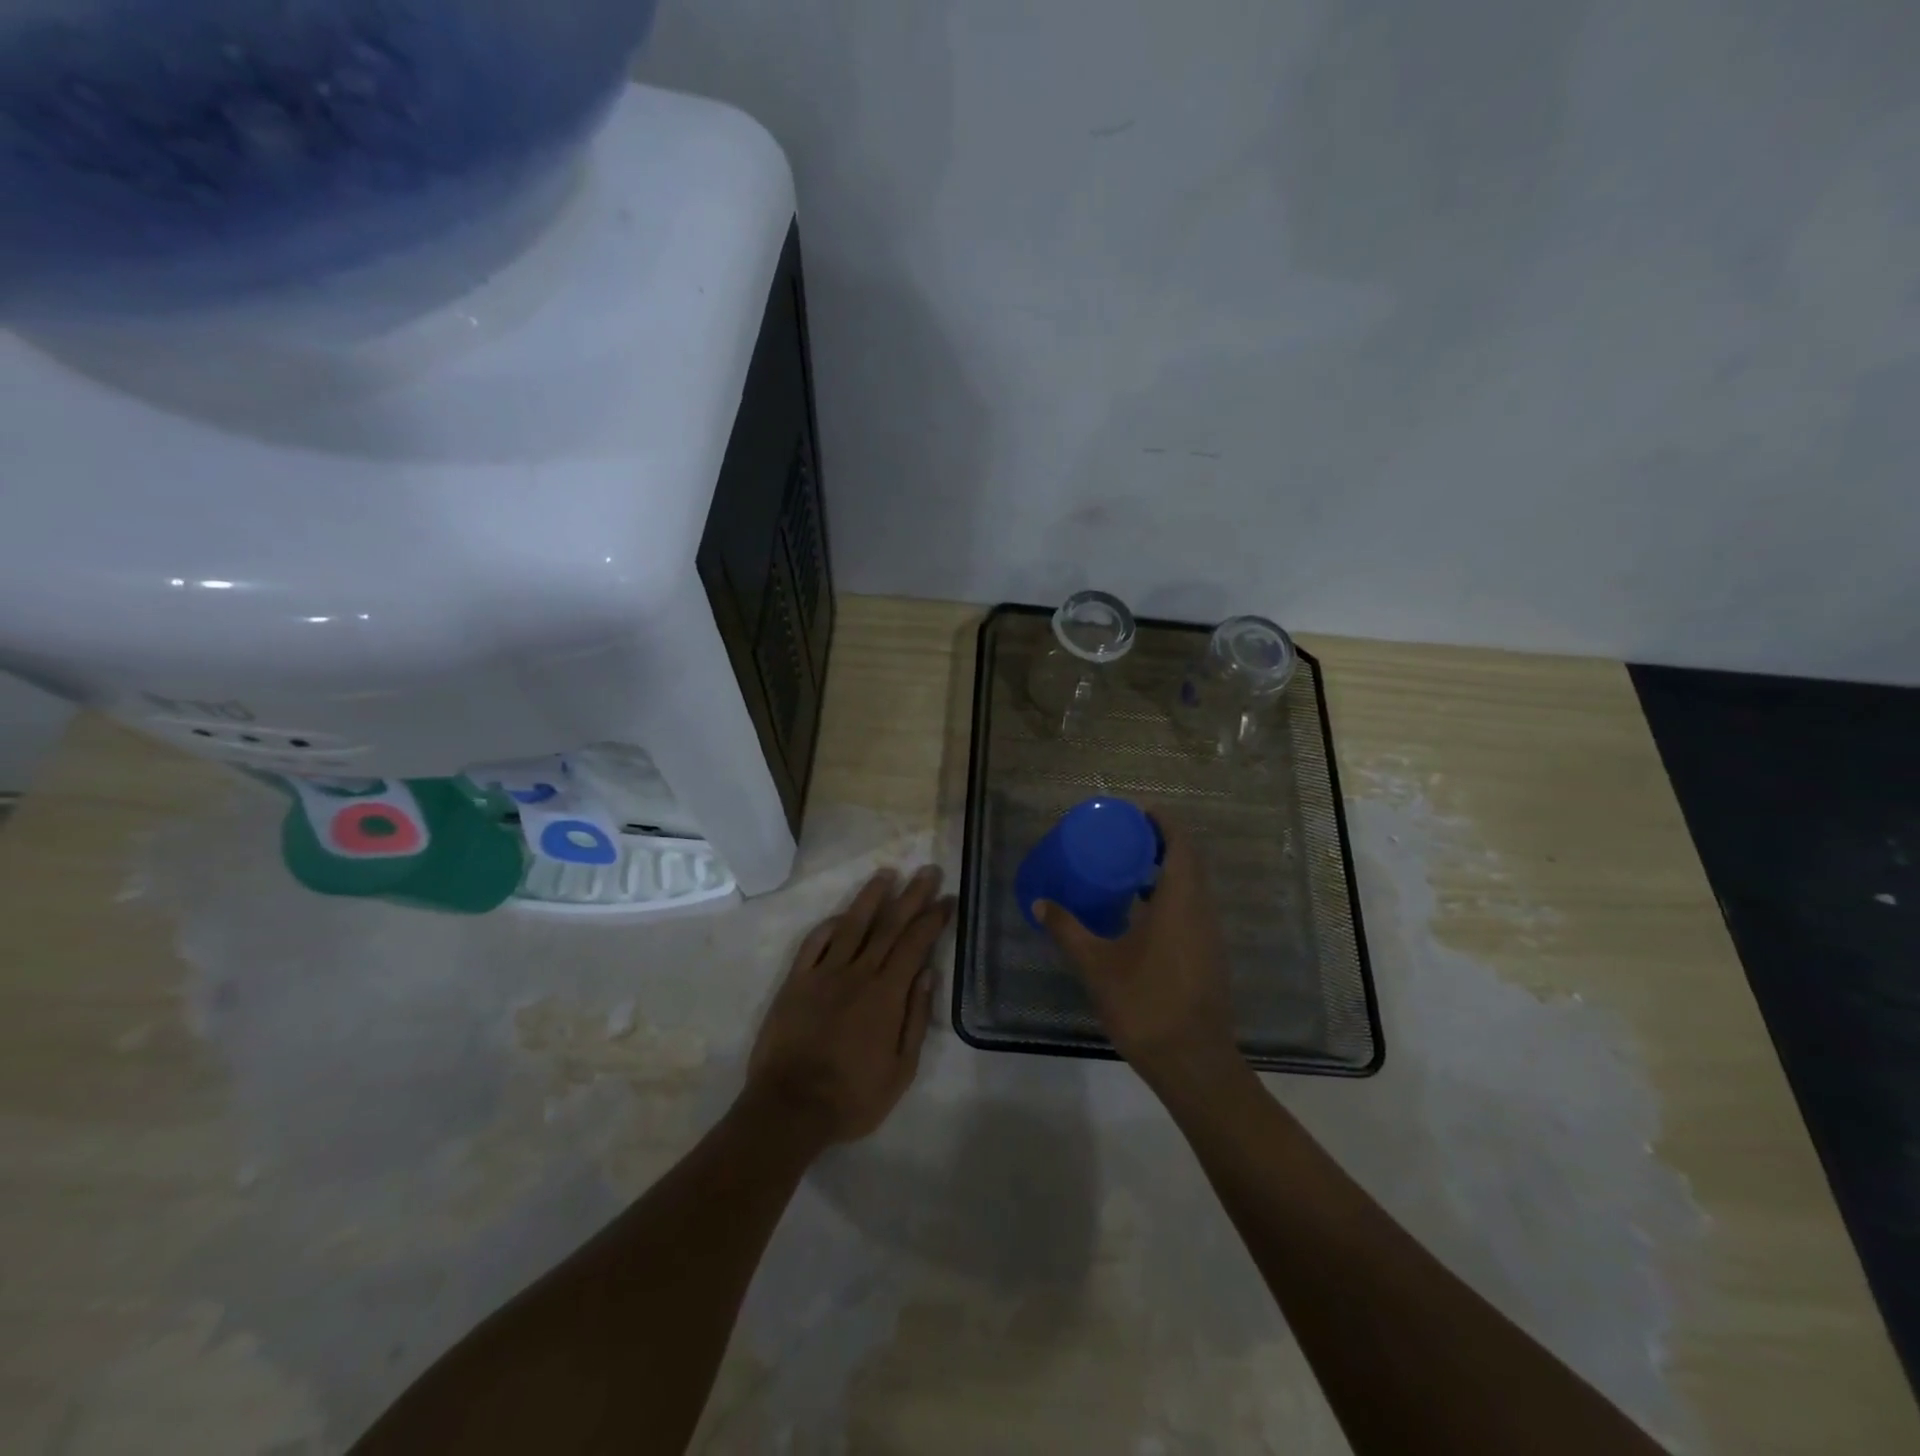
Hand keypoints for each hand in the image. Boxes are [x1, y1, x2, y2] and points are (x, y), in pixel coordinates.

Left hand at [744, 865, 953, 1147]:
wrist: (790, 1107)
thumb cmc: (852, 1097)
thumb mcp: (900, 1070)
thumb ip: (915, 1018)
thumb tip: (928, 974)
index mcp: (886, 994)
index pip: (915, 944)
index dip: (933, 919)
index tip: (947, 899)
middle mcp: (857, 973)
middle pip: (889, 925)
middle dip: (912, 896)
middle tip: (928, 871)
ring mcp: (823, 974)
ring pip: (851, 925)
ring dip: (871, 896)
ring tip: (887, 873)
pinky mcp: (795, 981)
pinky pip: (814, 943)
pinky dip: (830, 924)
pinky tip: (842, 914)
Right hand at [1036, 823, 1240, 1083]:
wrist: (1194, 1063)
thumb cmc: (1146, 1005)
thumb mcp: (1097, 965)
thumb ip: (1068, 930)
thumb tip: (1040, 903)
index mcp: (1180, 902)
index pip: (1181, 845)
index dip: (1164, 824)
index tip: (1138, 813)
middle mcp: (1201, 910)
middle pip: (1190, 862)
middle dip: (1162, 843)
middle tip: (1124, 837)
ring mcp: (1209, 935)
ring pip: (1194, 887)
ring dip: (1167, 871)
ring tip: (1127, 869)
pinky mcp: (1209, 955)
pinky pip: (1193, 908)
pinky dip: (1170, 896)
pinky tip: (1139, 913)